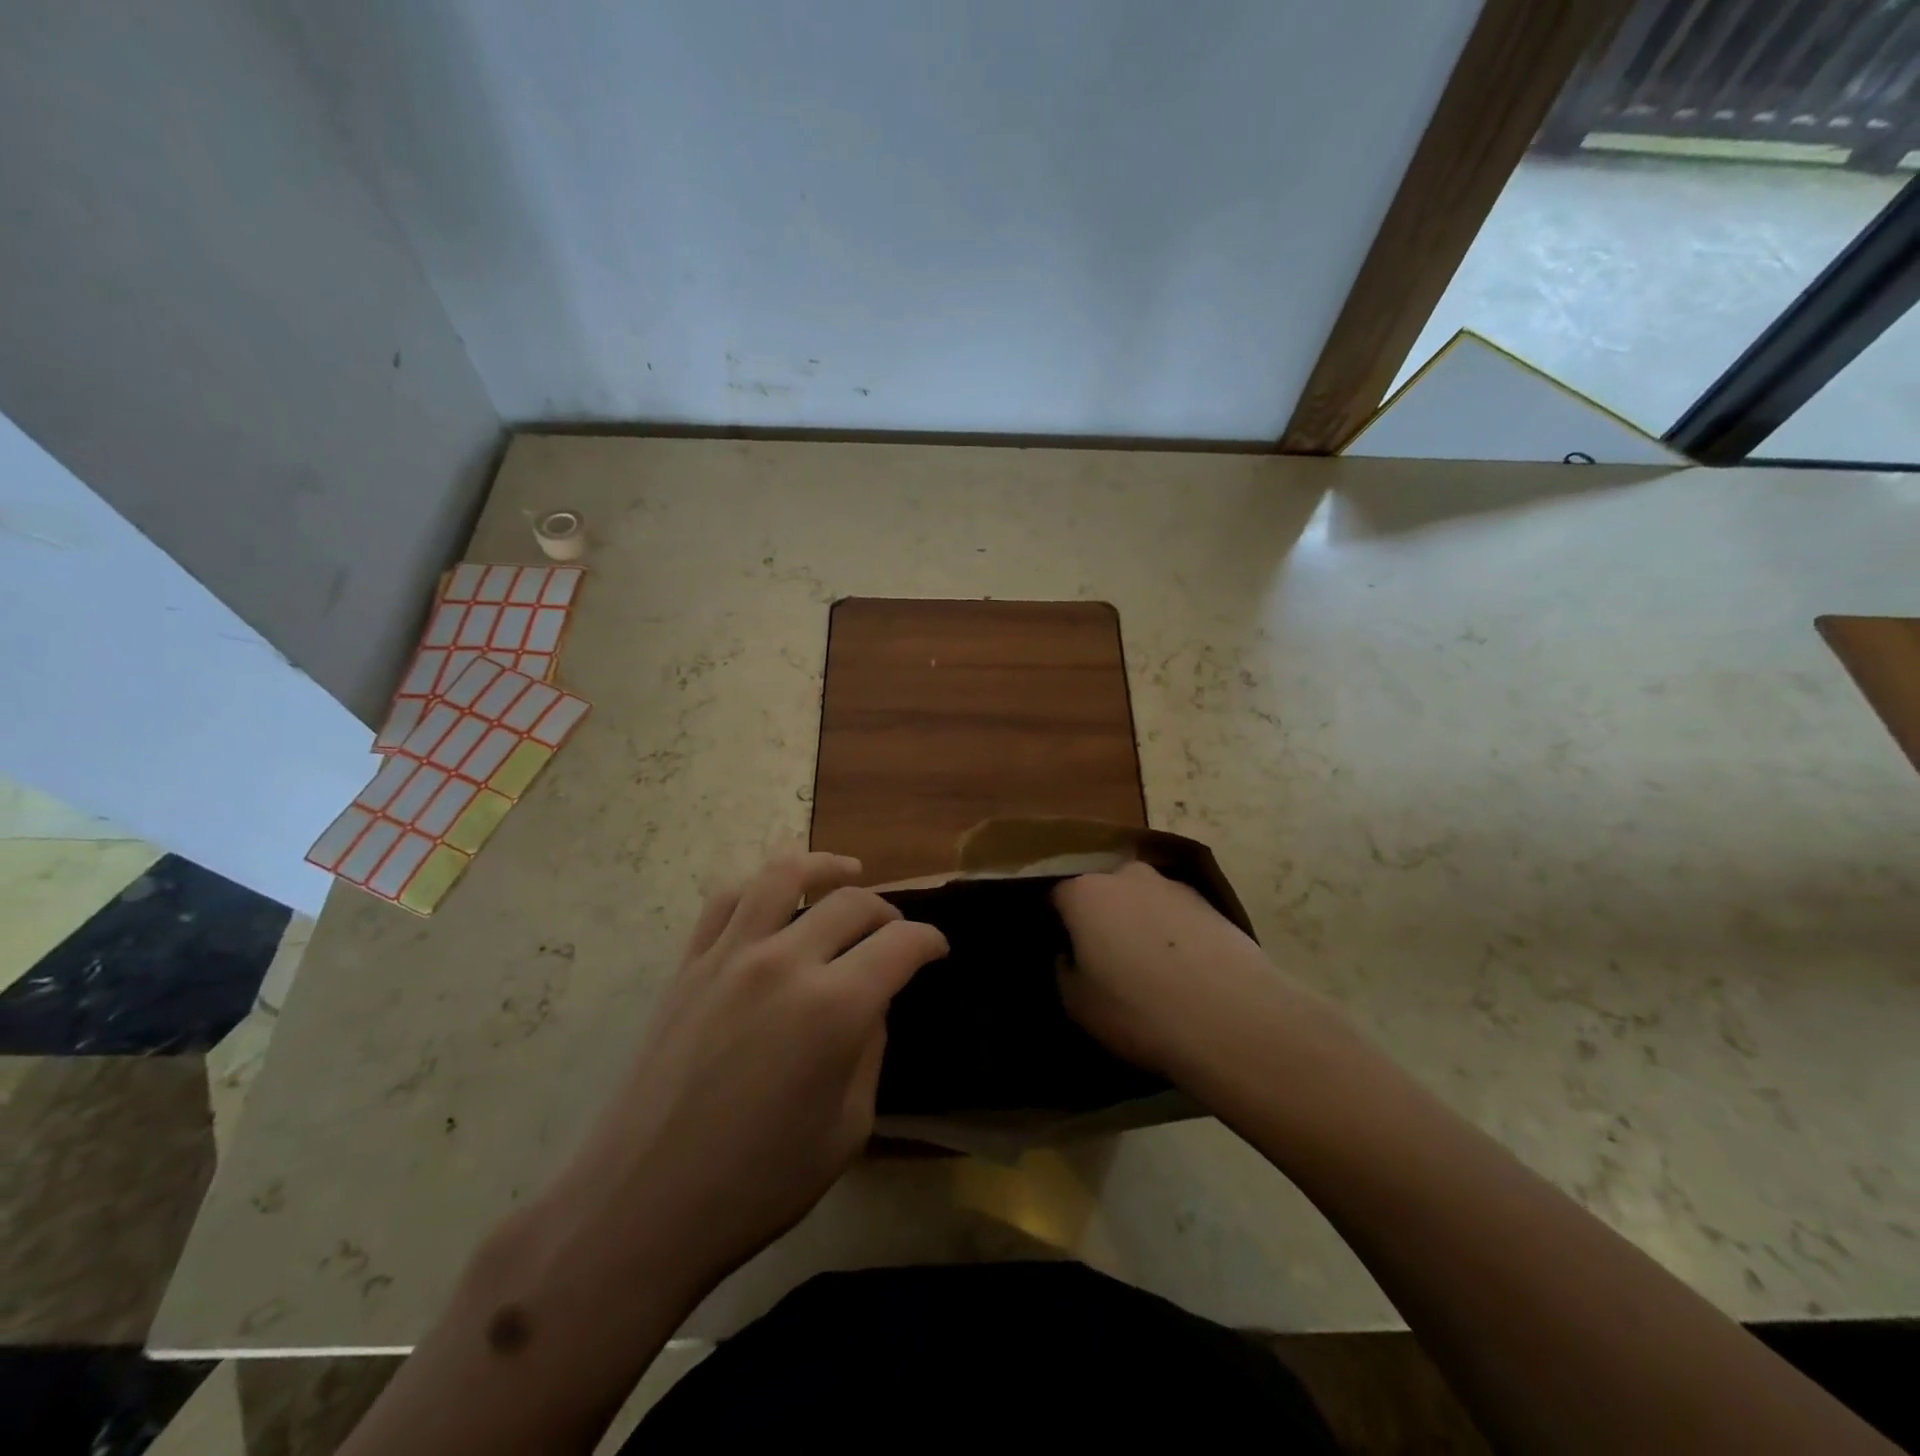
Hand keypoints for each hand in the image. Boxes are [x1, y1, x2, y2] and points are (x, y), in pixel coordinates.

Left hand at [547, 851, 947, 1300]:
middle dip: (887, 911)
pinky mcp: (688, 965)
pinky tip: (772, 897)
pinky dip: (759, 886)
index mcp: (834, 1008)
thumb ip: (869, 1051)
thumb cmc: (756, 1185)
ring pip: (784, 875)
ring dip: (825, 867)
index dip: (928, 941)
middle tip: (896, 932)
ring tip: (846, 872)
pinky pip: (726, 900)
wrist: (641, 1207)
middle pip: (851, 903)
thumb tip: (871, 1003)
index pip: (900, 944)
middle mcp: (785, 963)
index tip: (937, 950)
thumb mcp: (847, 1130)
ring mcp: (730, 956)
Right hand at [1053, 862, 1338, 1085]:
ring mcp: (1172, 885)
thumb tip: (1070, 954)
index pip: (1058, 896)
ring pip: (1142, 900)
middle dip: (1101, 917)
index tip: (1064, 949)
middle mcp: (1126, 875)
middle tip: (1106, 958)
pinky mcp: (1211, 902)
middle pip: (1103, 890)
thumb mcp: (1078, 1004)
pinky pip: (1176, 914)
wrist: (1232, 1018)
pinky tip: (1184, 970)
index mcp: (1085, 893)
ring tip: (1151, 968)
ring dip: (1140, 923)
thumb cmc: (1139, 1010)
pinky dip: (1174, 933)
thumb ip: (1064, 970)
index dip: (1058, 922)